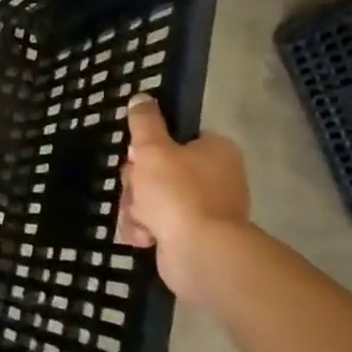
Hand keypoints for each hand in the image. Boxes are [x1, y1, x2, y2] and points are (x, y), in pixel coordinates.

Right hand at [116, 94, 250, 302]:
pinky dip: (146, 229)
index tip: (136, 157)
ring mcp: (206, 209)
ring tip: (140, 219)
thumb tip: (141, 97)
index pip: (174, 139)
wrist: (201, 254)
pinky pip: (159, 224)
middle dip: (137, 184)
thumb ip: (144, 121)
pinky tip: (143, 236)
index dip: (148, 147)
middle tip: (137, 191)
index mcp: (215, 151)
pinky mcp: (194, 236)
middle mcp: (216, 178)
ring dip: (136, 208)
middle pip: (157, 169)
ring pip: (152, 198)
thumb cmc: (178, 193)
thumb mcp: (152, 148)